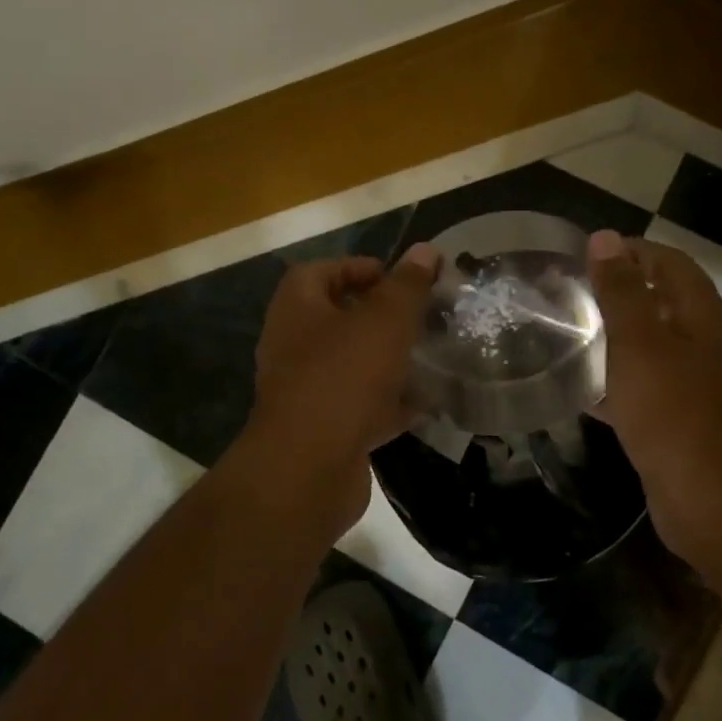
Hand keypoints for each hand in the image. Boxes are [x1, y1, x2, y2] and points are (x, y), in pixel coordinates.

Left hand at [242, 243, 439, 530]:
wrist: (308, 470)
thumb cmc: (343, 377)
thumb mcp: (384, 321)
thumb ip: (406, 285)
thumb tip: (426, 250)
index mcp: (296, 309)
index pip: (319, 272)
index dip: (356, 267)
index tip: (396, 278)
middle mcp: (292, 346)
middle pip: (336, 318)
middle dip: (379, 316)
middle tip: (419, 316)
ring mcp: (305, 391)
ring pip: (351, 365)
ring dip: (387, 359)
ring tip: (429, 355)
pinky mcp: (323, 430)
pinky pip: (359, 406)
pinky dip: (389, 403)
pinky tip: (426, 403)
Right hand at [587, 230, 721, 562]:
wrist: (709, 501)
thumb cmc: (673, 411)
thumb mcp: (640, 343)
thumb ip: (621, 290)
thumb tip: (606, 238)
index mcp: (703, 318)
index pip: (671, 263)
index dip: (632, 251)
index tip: (585, 255)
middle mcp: (706, 345)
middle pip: (662, 302)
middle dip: (619, 292)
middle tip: (571, 292)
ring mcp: (696, 385)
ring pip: (651, 345)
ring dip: (616, 335)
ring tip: (569, 332)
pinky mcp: (680, 420)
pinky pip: (645, 386)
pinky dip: (616, 379)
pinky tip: (582, 387)